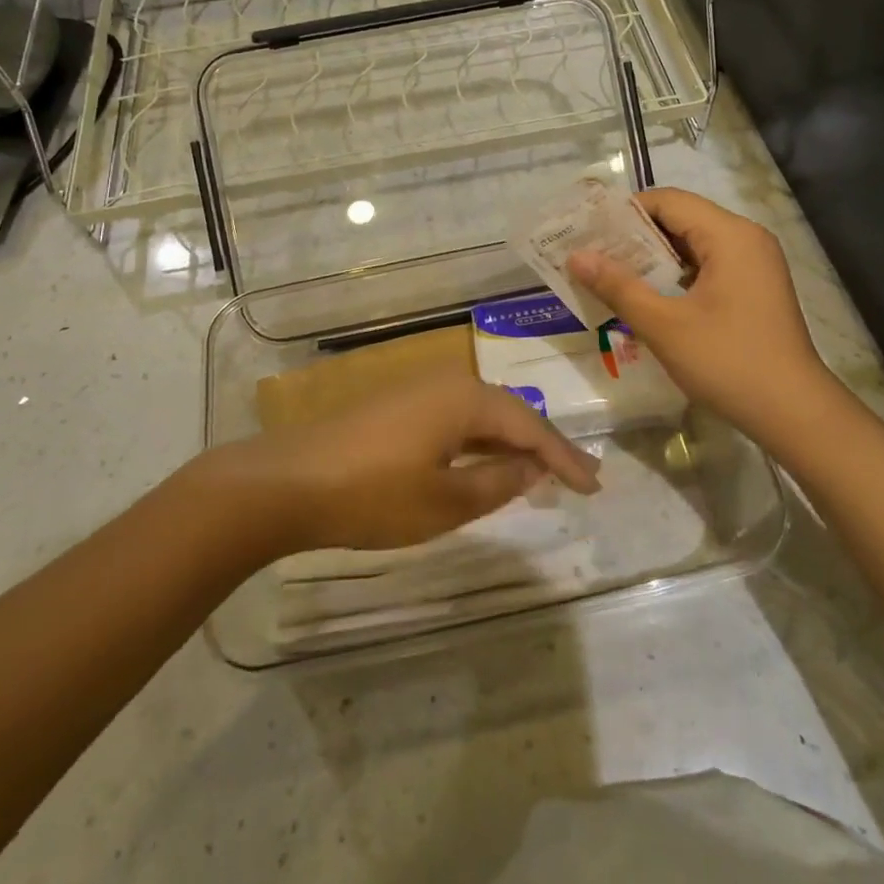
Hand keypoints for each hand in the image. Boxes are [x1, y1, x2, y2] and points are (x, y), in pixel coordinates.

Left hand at [214, 372, 601, 552]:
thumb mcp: (444, 501)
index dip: (565, 457)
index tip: (595, 485)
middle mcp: (448, 382)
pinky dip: (479, 443)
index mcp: (466, 398)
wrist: (288, 481)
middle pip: (508, 413)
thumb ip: (497, 484)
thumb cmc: (372, 494)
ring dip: (510, 443)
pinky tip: (484, 463)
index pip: (530, 427)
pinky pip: (455, 419)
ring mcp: (419, 390)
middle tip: (576, 476)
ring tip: (539, 472)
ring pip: (481, 415)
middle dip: (542, 446)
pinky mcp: (398, 405)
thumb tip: (533, 468)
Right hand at [568, 188, 831, 435]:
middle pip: (680, 218)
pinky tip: (647, 296)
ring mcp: (754, 263)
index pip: (667, 200)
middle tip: (592, 255)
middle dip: (634, 236)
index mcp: (729, 235)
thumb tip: (575, 256)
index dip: (624, 212)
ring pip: (692, 243)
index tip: (588, 233)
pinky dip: (675, 274)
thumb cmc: (728, 363)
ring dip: (653, 257)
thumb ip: (618, 286)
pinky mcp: (754, 287)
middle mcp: (745, 238)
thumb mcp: (664, 325)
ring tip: (611, 275)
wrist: (794, 413)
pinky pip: (707, 265)